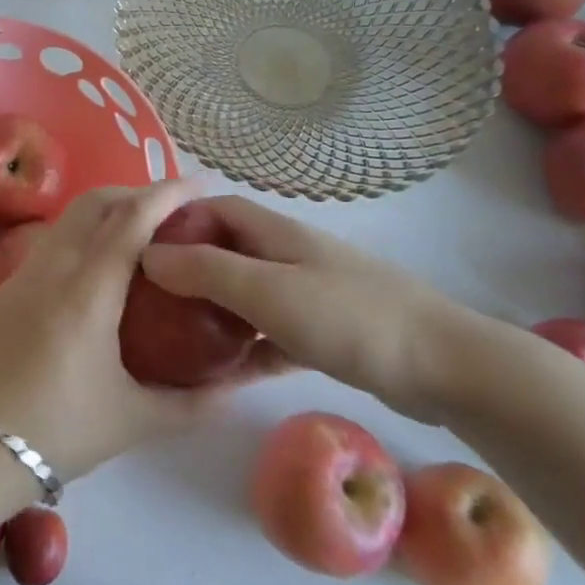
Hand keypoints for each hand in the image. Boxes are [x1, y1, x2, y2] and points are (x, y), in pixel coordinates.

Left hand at [0, 181, 279, 480]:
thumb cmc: (55, 431)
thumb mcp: (132, 420)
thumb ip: (190, 404)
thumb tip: (236, 389)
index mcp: (88, 291)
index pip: (131, 220)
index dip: (168, 194)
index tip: (200, 184)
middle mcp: (54, 267)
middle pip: (96, 202)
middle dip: (137, 192)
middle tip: (175, 210)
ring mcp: (25, 272)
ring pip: (71, 217)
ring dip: (108, 209)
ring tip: (143, 231)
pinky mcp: (9, 286)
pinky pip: (54, 239)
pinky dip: (85, 231)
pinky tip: (101, 262)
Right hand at [138, 195, 489, 422]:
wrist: (445, 367)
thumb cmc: (350, 317)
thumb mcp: (268, 291)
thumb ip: (207, 272)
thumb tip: (148, 255)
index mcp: (275, 233)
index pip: (214, 209)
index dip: (176, 221)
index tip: (139, 250)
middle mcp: (289, 255)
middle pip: (227, 251)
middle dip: (187, 269)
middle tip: (147, 301)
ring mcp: (309, 293)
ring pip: (247, 294)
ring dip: (213, 311)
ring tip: (172, 338)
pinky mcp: (325, 332)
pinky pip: (270, 332)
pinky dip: (246, 346)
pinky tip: (222, 374)